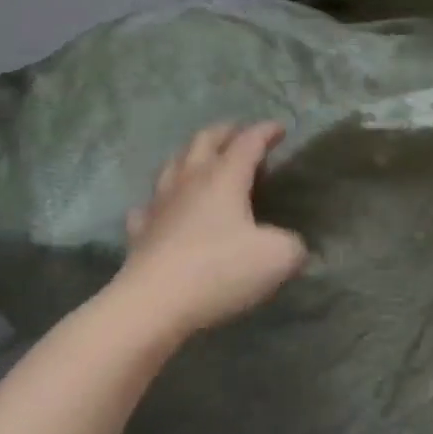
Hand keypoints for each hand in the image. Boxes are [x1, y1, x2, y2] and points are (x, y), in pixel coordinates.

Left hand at [117, 122, 306, 333]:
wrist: (153, 304)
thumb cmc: (219, 271)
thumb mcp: (277, 259)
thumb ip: (293, 245)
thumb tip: (292, 244)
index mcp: (225, 176)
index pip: (248, 141)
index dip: (266, 132)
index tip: (280, 129)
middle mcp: (190, 179)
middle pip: (205, 140)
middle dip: (225, 132)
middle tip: (240, 135)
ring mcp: (160, 203)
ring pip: (173, 164)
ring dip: (192, 156)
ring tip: (204, 162)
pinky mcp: (140, 230)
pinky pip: (149, 205)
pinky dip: (161, 201)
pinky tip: (165, 209)